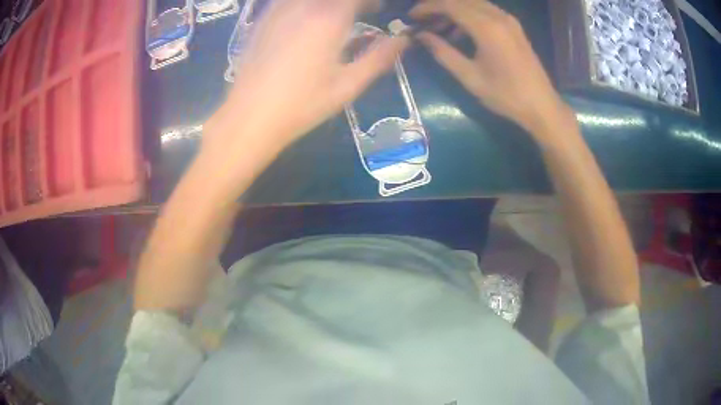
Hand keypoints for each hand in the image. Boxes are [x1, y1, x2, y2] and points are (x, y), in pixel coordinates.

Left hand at [204, 0, 408, 160]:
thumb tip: (403, 41)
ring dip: (328, 4)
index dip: (371, 2)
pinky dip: (304, 6)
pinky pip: (287, 0)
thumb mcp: (348, 85)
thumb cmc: (303, 105)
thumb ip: (378, 58)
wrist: (250, 117)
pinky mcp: (263, 18)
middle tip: (359, 14)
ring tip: (334, 19)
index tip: (377, 10)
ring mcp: (280, 9)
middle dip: (351, 3)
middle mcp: (304, 6)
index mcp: (329, 19)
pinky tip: (306, 18)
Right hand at [410, 0, 572, 138]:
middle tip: (422, 21)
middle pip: (461, 0)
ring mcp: (508, 20)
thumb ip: (443, 52)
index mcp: (486, 27)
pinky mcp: (514, 26)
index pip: (449, 5)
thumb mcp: (469, 77)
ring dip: (453, 10)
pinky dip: (469, 15)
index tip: (411, 16)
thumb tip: (420, 36)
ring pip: (473, 3)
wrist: (542, 106)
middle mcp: (498, 16)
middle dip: (438, 6)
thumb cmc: (505, 95)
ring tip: (438, 28)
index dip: (427, 7)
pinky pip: (486, 11)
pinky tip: (461, 32)